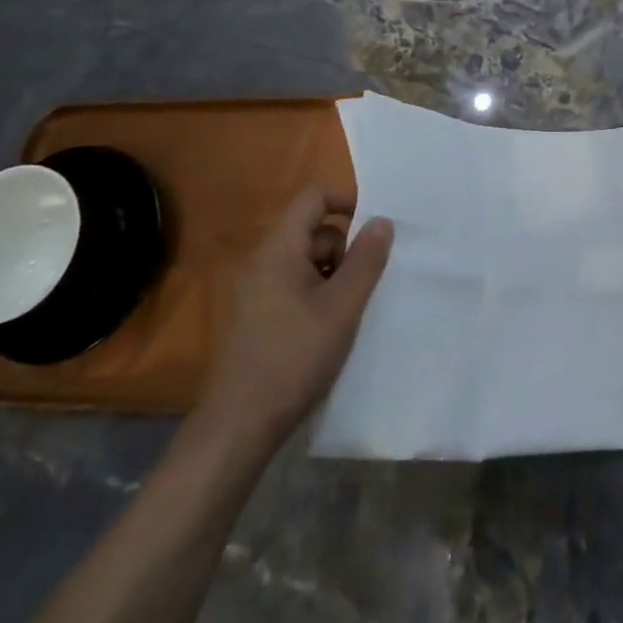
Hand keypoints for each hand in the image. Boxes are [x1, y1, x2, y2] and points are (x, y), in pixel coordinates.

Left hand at [194, 185, 392, 453]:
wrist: (240, 424)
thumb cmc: (295, 357)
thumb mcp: (343, 306)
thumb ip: (366, 260)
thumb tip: (382, 221)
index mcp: (279, 250)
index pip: (313, 197)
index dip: (347, 200)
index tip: (376, 226)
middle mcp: (262, 262)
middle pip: (312, 230)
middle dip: (345, 248)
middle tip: (363, 284)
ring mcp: (255, 290)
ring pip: (305, 260)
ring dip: (333, 274)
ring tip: (349, 310)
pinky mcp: (255, 316)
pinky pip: (293, 285)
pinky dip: (317, 293)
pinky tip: (330, 327)